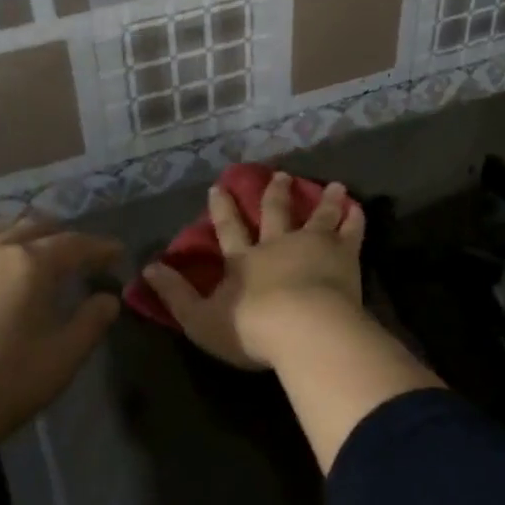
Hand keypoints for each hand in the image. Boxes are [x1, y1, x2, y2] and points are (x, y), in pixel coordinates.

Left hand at [0, 216, 121, 450]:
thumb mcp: (57, 362)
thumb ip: (89, 325)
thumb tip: (108, 298)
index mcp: (30, 263)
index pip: (74, 243)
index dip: (99, 247)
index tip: (117, 253)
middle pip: (32, 226)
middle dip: (59, 234)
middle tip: (76, 251)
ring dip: (19, 238)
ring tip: (30, 254)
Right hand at [142, 172, 364, 370]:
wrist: (305, 329)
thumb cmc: (251, 328)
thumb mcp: (201, 318)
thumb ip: (175, 295)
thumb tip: (147, 270)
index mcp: (244, 260)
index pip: (228, 229)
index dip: (221, 209)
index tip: (218, 188)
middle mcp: (277, 244)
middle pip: (275, 213)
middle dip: (274, 193)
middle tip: (278, 174)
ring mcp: (313, 245)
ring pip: (318, 216)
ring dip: (323, 200)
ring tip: (333, 185)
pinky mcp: (343, 255)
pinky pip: (351, 231)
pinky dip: (354, 218)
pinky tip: (357, 207)